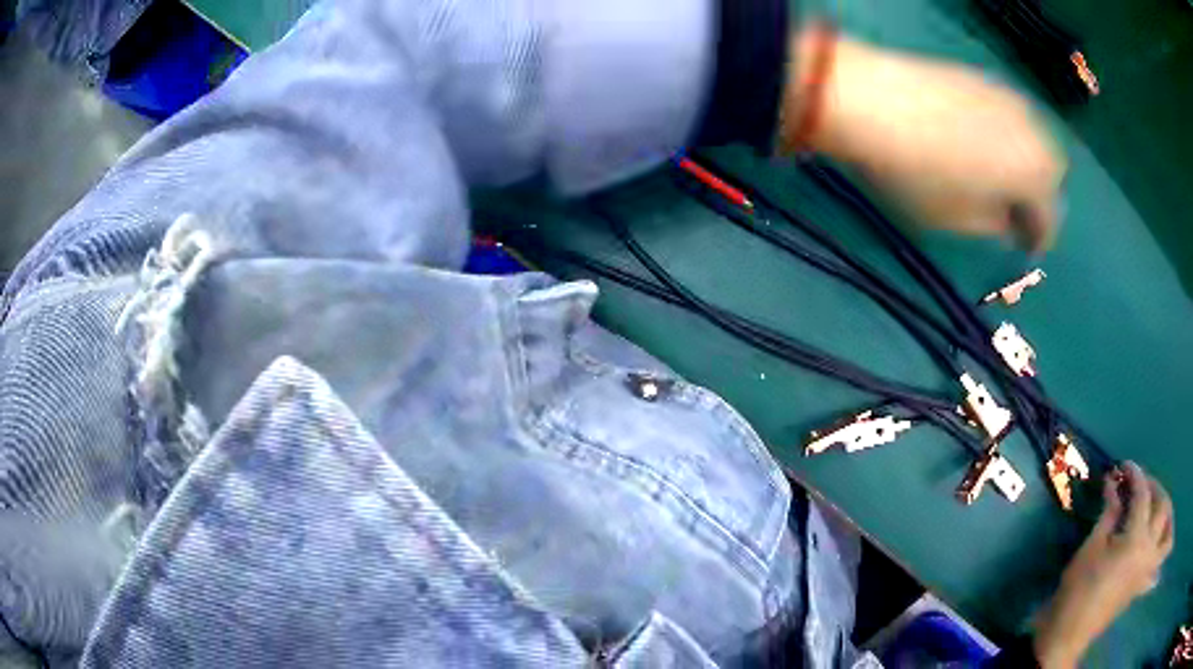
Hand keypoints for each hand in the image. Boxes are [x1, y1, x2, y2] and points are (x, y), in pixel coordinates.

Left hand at [785, 32, 1066, 250]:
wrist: (871, 98)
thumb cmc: (918, 172)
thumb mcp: (958, 220)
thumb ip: (994, 226)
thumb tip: (1007, 221)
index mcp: (1035, 174)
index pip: (1049, 217)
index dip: (1037, 239)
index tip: (1023, 249)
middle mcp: (1033, 132)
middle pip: (1049, 173)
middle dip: (1037, 197)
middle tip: (1013, 213)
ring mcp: (1008, 97)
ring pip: (1032, 140)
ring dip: (1024, 164)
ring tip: (997, 180)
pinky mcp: (982, 78)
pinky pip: (1009, 116)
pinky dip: (1006, 136)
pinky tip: (980, 144)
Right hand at [1032, 462, 1174, 667]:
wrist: (1068, 635)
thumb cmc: (1077, 590)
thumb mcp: (1090, 548)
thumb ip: (1109, 513)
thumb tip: (1113, 482)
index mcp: (1136, 540)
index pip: (1143, 495)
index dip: (1135, 475)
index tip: (1125, 466)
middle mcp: (1148, 551)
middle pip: (1164, 508)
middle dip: (1156, 490)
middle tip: (1143, 486)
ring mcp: (1146, 571)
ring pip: (1167, 541)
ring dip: (1170, 522)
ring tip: (1163, 514)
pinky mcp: (1140, 587)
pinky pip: (1156, 571)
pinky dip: (1160, 561)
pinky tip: (1158, 554)